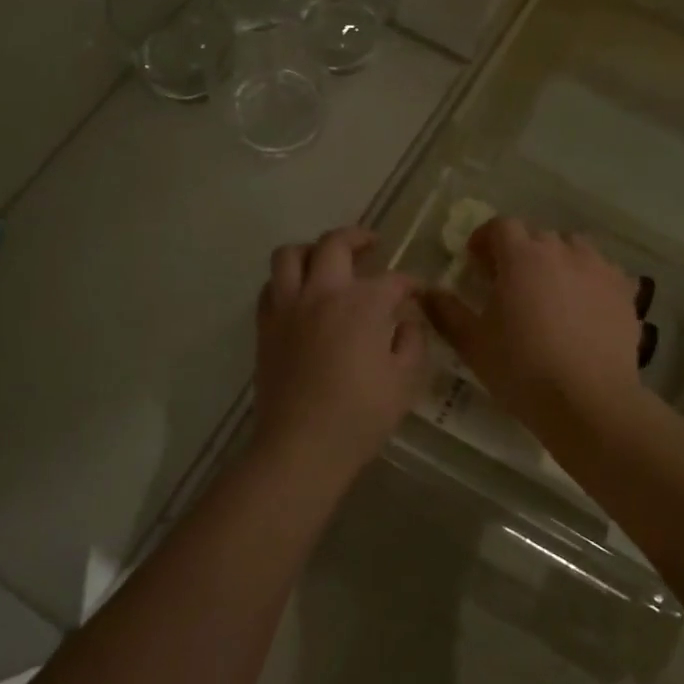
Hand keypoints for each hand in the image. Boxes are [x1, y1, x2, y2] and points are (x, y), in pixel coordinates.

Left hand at [252, 226, 428, 483]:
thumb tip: (407, 320)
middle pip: (335, 243)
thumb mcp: (405, 381)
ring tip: (327, 260)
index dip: (410, 284)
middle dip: (358, 237)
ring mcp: (288, 307)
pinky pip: (270, 286)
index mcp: (362, 304)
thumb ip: (412, 341)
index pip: (392, 280)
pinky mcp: (266, 326)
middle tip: (371, 245)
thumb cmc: (360, 416)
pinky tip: (300, 295)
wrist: (301, 446)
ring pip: (291, 254)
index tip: (418, 291)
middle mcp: (322, 292)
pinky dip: (286, 281)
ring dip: (312, 250)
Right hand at [423, 218, 641, 424]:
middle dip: (520, 251)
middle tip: (510, 282)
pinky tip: (585, 307)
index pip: (500, 226)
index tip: (476, 262)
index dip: (485, 239)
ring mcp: (599, 268)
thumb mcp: (472, 343)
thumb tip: (425, 292)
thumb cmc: (522, 368)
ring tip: (551, 291)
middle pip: (537, 235)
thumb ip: (445, 311)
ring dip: (558, 260)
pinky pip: (604, 272)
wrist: (589, 401)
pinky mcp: (625, 291)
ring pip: (574, 248)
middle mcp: (562, 250)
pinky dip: (590, 280)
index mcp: (522, 255)